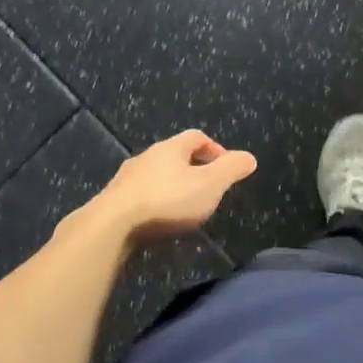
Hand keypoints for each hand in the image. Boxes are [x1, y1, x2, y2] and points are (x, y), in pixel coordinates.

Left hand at [88, 130, 257, 243]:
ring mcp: (127, 178)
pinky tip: (158, 221)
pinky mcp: (113, 200)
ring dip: (171, 187)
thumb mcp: (210, 185)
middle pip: (174, 155)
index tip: (225, 168)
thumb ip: (232, 170)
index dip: (215, 148)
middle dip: (193, 169)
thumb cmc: (168, 201)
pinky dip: (154, 203)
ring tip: (184, 208)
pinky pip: (140, 195)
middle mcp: (147, 156)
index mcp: (171, 148)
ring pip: (155, 175)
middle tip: (207, 189)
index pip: (196, 137)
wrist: (113, 225)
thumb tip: (250, 157)